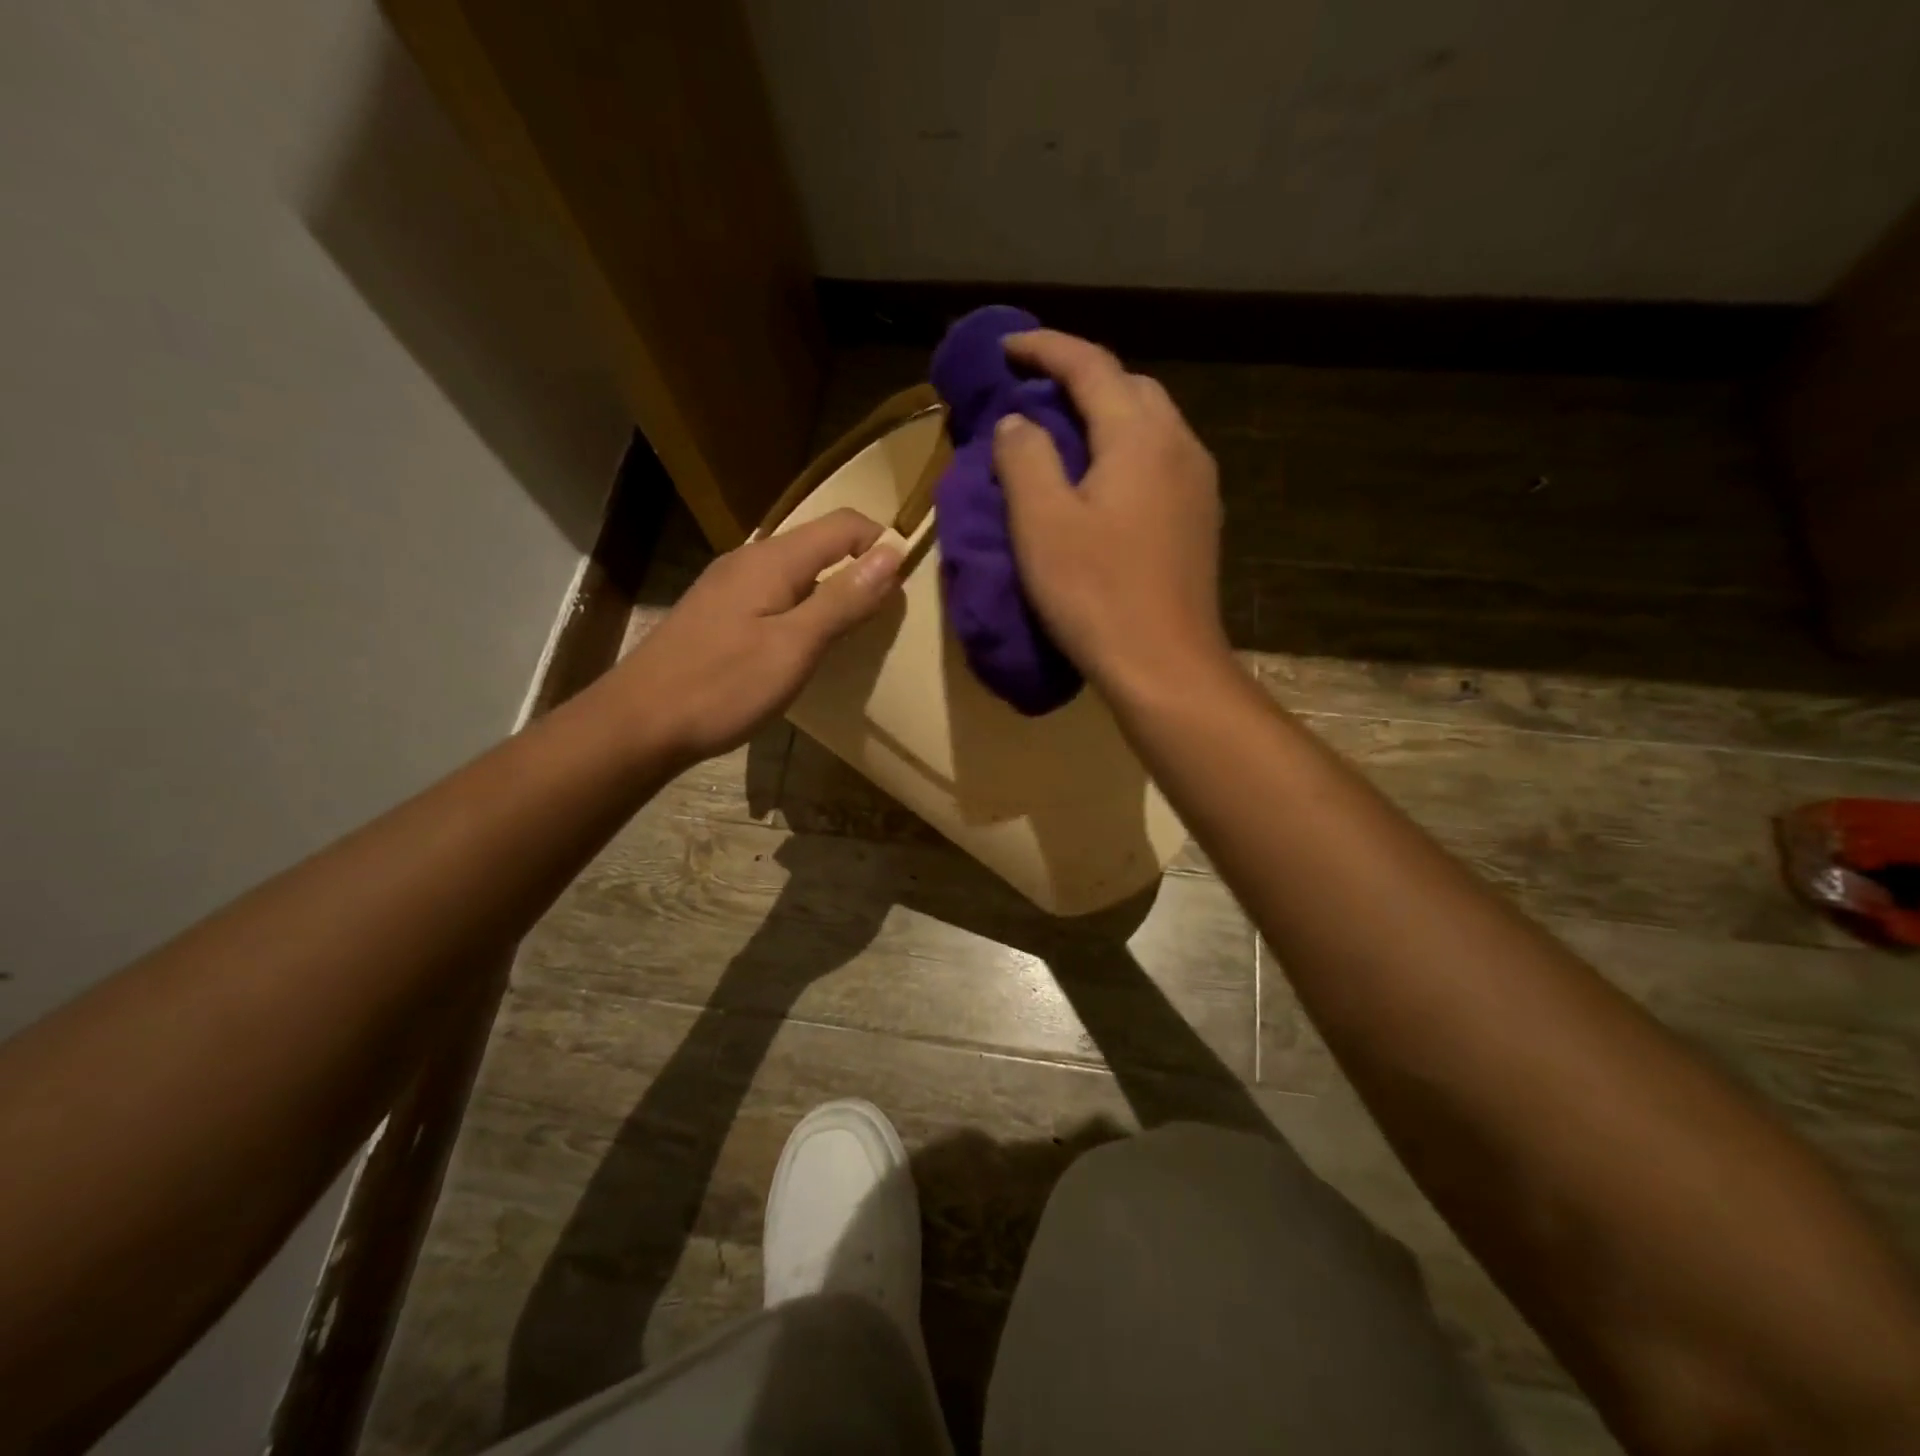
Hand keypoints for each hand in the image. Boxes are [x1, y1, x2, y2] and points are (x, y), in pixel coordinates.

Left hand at [611, 508, 901, 763]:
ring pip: (797, 571)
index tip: (906, 587)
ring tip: (852, 632)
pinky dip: (803, 608)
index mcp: (773, 559)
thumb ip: (844, 599)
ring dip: (831, 590)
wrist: (640, 722)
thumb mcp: (795, 646)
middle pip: (820, 544)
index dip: (882, 544)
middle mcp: (750, 559)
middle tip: (885, 615)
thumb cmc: (723, 685)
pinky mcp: (718, 612)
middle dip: (859, 568)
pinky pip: (775, 593)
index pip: (844, 525)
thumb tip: (892, 553)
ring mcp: (729, 585)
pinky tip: (803, 645)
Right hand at [992, 330, 1229, 695]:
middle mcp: (1180, 445)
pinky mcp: (1200, 520)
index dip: (1045, 348)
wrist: (1165, 666)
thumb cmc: (1097, 594)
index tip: (1005, 348)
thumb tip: (1020, 422)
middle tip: (1034, 395)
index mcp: (1140, 436)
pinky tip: (1101, 483)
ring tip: (1063, 437)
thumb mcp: (1042, 523)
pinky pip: (1159, 461)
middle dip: (1080, 378)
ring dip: (1105, 416)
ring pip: (1150, 423)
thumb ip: (1026, 458)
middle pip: (1129, 386)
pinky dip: (1125, 451)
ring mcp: (1198, 484)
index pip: (1091, 364)